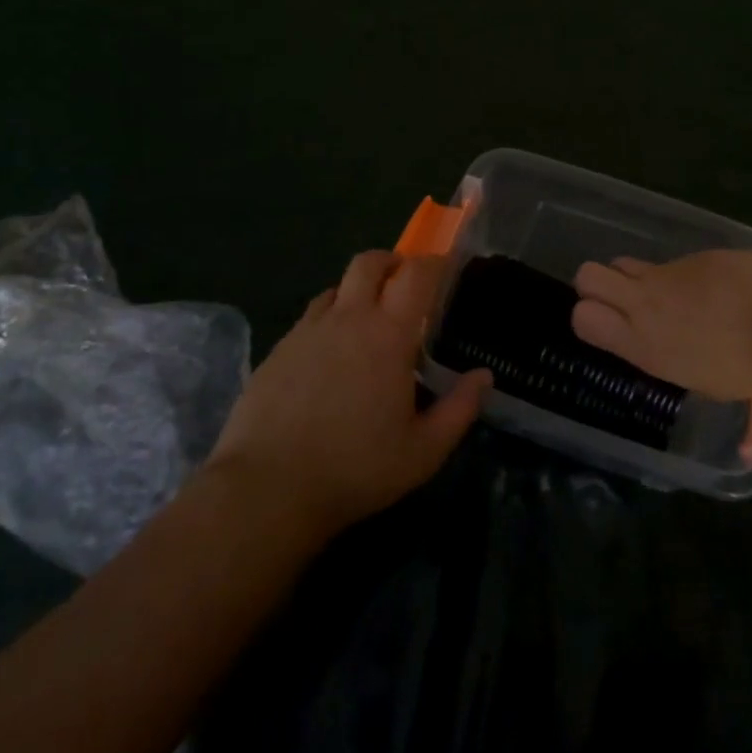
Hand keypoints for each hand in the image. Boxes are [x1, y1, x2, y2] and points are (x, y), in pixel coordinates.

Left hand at [204, 252, 490, 539]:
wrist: (268, 489)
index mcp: (388, 334)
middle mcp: (347, 318)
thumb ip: (459, 409)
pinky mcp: (277, 350)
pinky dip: (328, 321)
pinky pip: (310, 318)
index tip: (445, 271)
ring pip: (335, 288)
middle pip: (369, 263)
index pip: (416, 274)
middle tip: (404, 285)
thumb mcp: (423, 451)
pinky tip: (329, 357)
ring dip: (356, 292)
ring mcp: (307, 331)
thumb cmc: (356, 469)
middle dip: (391, 263)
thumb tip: (483, 376)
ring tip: (366, 323)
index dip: (434, 264)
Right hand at [572, 250, 751, 398]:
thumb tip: (667, 346)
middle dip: (597, 285)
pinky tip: (720, 293)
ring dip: (642, 279)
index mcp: (644, 345)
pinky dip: (688, 277)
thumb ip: (669, 357)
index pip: (583, 316)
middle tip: (625, 303)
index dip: (589, 316)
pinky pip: (676, 263)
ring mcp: (670, 273)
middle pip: (587, 275)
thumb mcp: (702, 382)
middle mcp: (646, 303)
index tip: (609, 326)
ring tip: (678, 299)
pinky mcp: (697, 255)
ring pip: (628, 263)